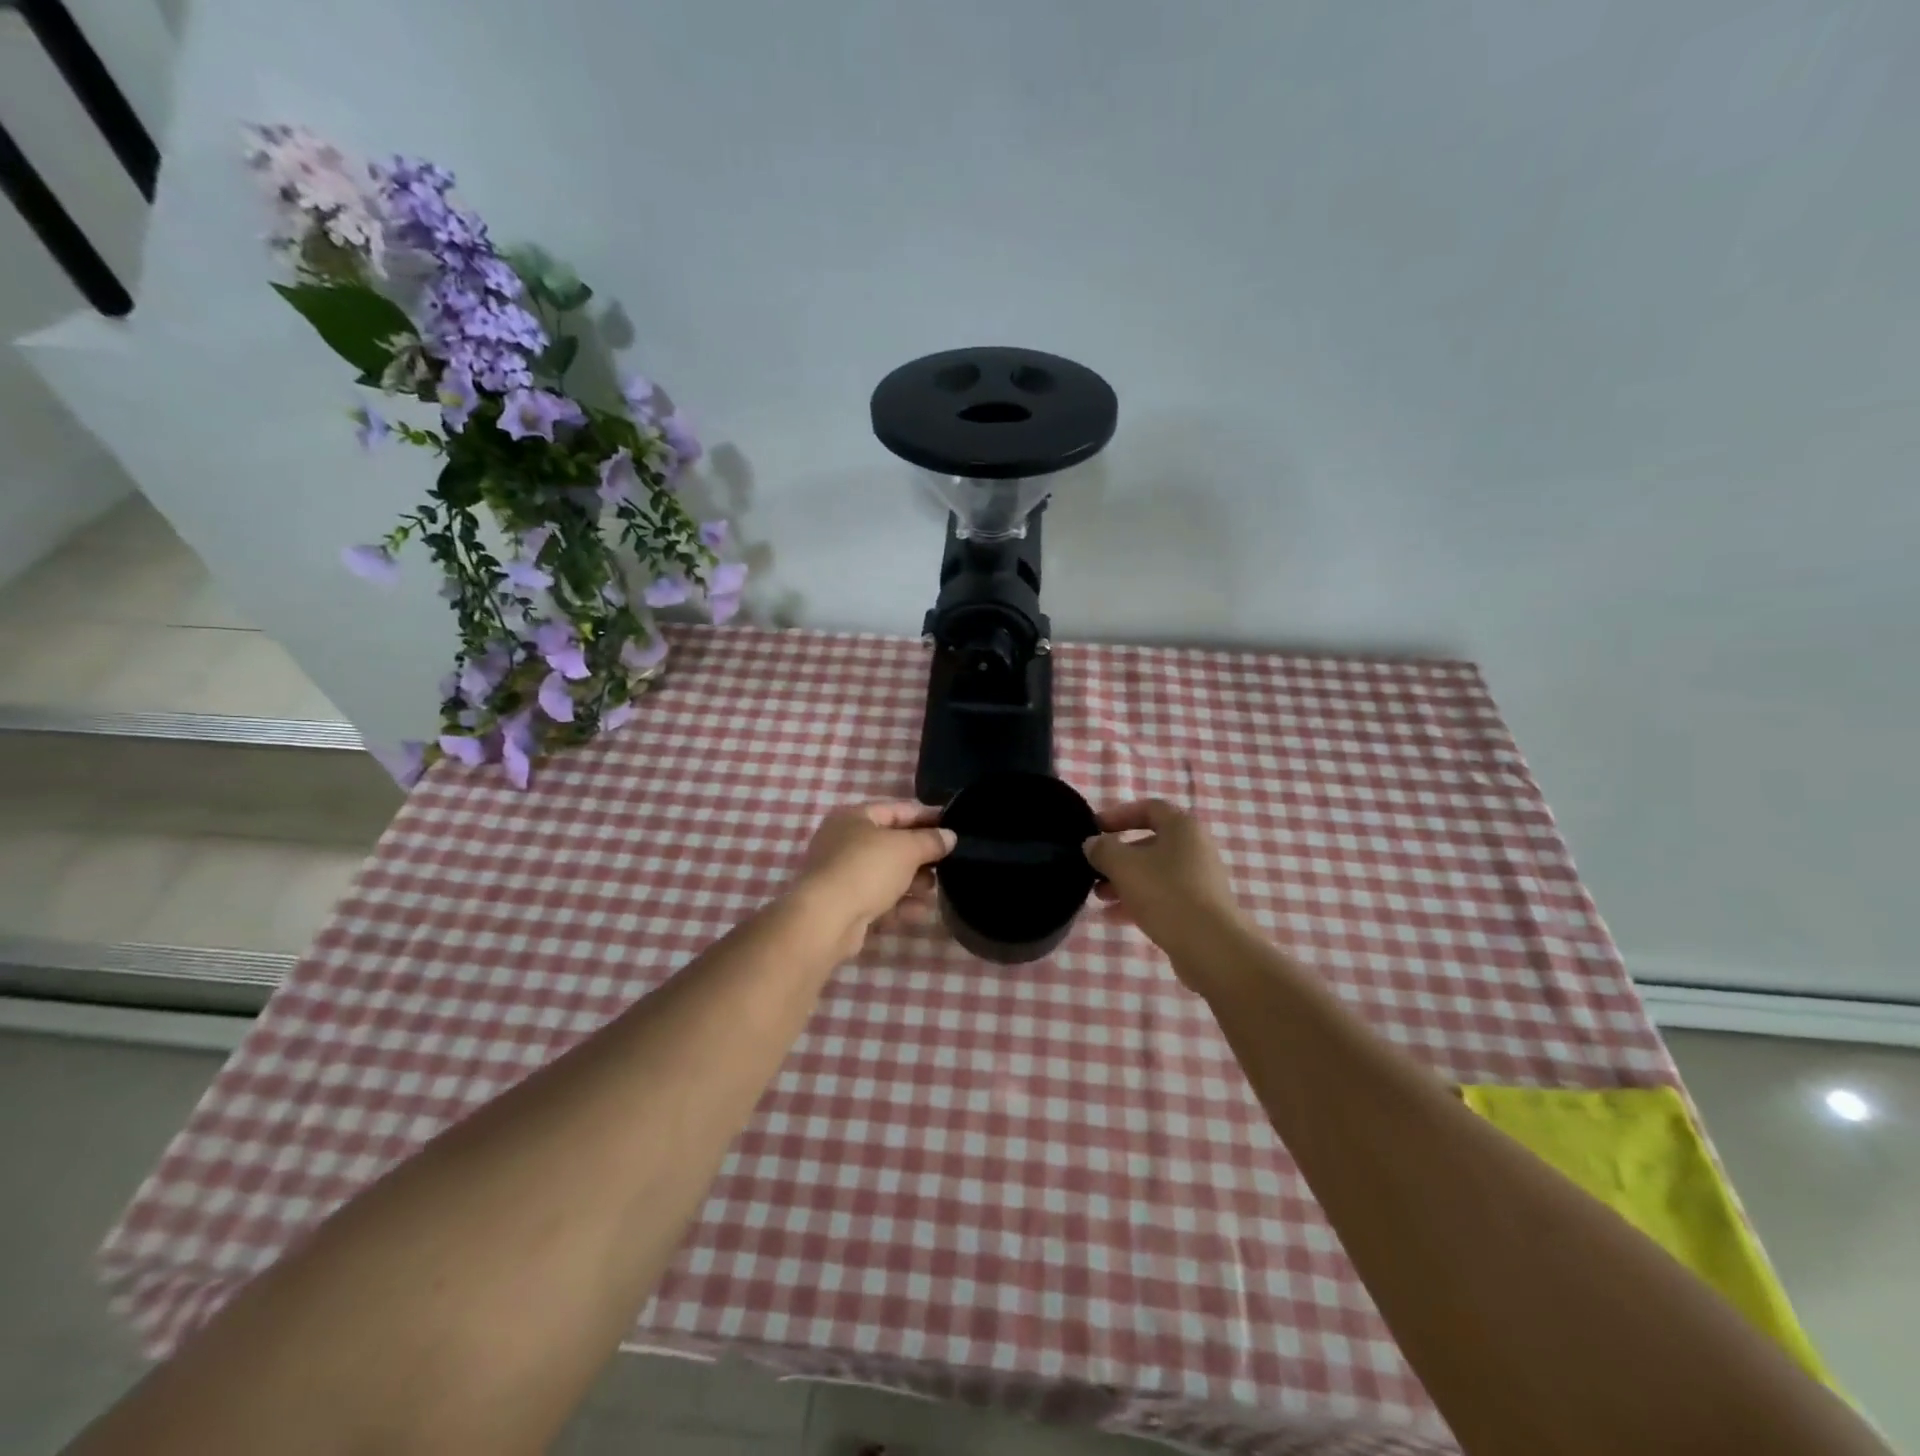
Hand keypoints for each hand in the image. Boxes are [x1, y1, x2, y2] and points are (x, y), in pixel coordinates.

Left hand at [791, 800, 955, 954]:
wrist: (826, 919)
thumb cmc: (866, 869)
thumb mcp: (906, 849)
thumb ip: (931, 840)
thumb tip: (949, 836)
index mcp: (854, 817)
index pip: (897, 810)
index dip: (927, 816)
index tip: (954, 826)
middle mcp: (845, 842)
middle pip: (892, 843)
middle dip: (921, 854)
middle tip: (947, 862)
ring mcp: (843, 875)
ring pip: (886, 874)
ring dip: (913, 882)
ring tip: (935, 889)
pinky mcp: (845, 905)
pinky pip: (879, 900)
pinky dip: (900, 904)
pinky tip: (920, 912)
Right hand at [1084, 799, 1249, 975]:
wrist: (1211, 946)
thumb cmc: (1166, 893)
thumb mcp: (1124, 866)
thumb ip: (1103, 850)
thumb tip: (1093, 844)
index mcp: (1182, 828)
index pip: (1148, 808)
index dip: (1118, 815)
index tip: (1094, 829)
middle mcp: (1195, 849)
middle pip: (1149, 844)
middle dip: (1118, 856)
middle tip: (1093, 868)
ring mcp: (1199, 880)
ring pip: (1154, 873)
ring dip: (1124, 881)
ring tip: (1099, 896)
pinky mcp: (1199, 908)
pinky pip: (1163, 897)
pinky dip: (1138, 901)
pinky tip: (1114, 917)